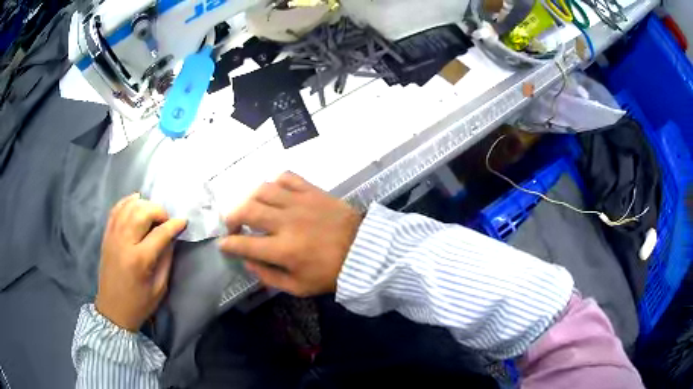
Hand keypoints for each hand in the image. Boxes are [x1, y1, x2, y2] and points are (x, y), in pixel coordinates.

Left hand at [95, 193, 186, 331]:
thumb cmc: (139, 304)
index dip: (175, 225)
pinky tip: (136, 201)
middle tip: (166, 220)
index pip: (160, 233)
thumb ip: (166, 260)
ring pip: (129, 207)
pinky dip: (127, 201)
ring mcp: (113, 236)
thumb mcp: (159, 288)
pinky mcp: (107, 235)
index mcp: (140, 259)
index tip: (184, 222)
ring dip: (144, 204)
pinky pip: (116, 209)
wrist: (113, 310)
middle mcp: (124, 242)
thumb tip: (171, 238)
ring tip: (153, 213)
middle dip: (159, 211)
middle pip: (143, 212)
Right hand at [219, 172, 362, 296]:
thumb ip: (269, 276)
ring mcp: (300, 203)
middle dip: (231, 217)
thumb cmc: (331, 273)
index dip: (228, 244)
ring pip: (263, 189)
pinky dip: (274, 182)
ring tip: (250, 208)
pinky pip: (287, 177)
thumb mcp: (299, 287)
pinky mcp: (312, 191)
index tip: (223, 244)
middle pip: (247, 210)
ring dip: (250, 198)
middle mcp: (287, 222)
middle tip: (232, 225)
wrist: (365, 251)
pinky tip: (273, 193)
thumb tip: (247, 262)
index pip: (244, 244)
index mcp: (284, 250)